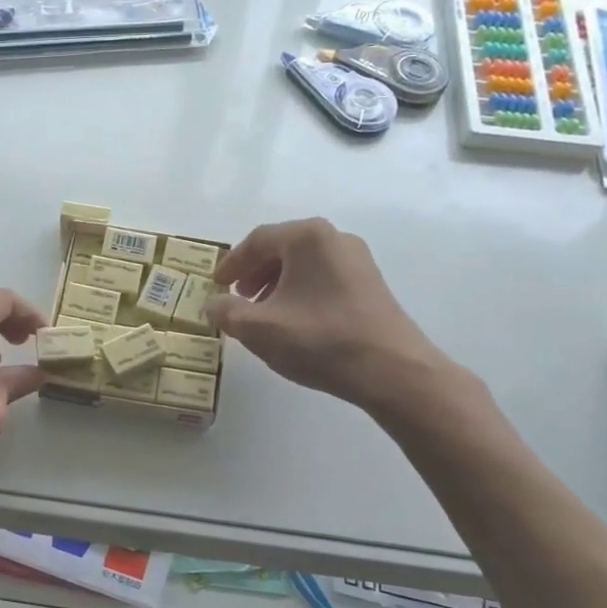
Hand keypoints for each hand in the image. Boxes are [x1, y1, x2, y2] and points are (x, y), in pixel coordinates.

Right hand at [206, 219, 464, 423]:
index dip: (231, 263)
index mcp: (307, 237)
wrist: (392, 370)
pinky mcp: (370, 285)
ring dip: (277, 284)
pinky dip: (300, 292)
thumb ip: (225, 311)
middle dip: (254, 272)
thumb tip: (214, 303)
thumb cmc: (319, 340)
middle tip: (237, 297)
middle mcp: (334, 238)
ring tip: (263, 313)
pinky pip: (323, 278)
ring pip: (304, 264)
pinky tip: (294, 321)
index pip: (256, 241)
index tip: (216, 285)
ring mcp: (358, 260)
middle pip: (282, 248)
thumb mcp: (257, 328)